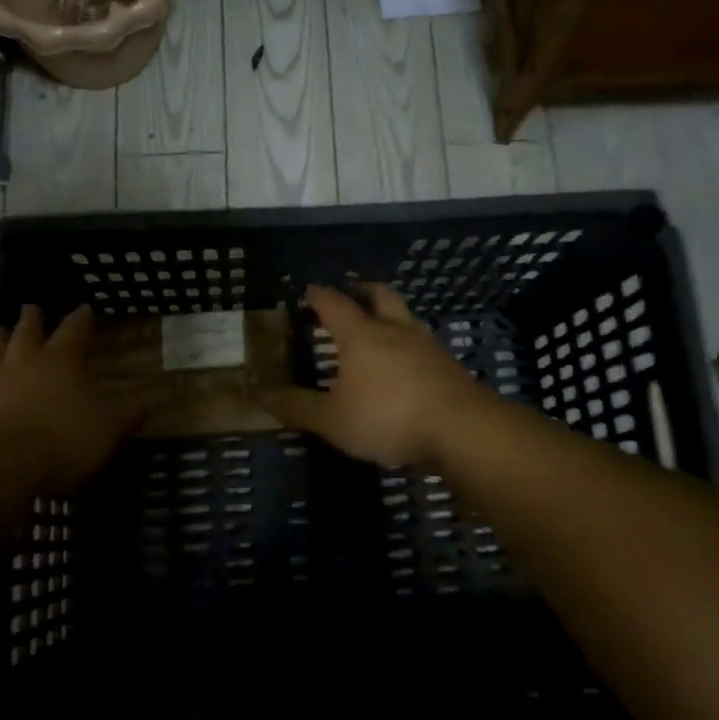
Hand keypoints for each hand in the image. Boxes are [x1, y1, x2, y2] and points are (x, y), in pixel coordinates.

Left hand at [0, 305, 150, 492]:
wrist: (2, 466)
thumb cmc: (64, 438)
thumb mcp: (111, 425)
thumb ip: (136, 408)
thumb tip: (168, 390)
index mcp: (62, 358)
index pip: (74, 328)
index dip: (82, 318)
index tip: (86, 307)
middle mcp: (26, 360)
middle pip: (28, 330)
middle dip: (33, 318)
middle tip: (33, 308)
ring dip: (1, 336)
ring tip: (1, 330)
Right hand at [257, 283, 486, 466]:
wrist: (461, 429)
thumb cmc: (388, 417)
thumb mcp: (332, 419)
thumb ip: (295, 406)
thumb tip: (257, 393)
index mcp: (361, 335)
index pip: (334, 303)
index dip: (318, 295)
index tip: (308, 291)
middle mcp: (394, 329)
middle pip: (378, 295)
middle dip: (361, 290)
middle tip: (349, 294)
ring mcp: (425, 344)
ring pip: (404, 316)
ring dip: (388, 314)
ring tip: (377, 327)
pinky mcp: (447, 364)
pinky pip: (421, 341)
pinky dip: (407, 342)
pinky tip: (404, 362)